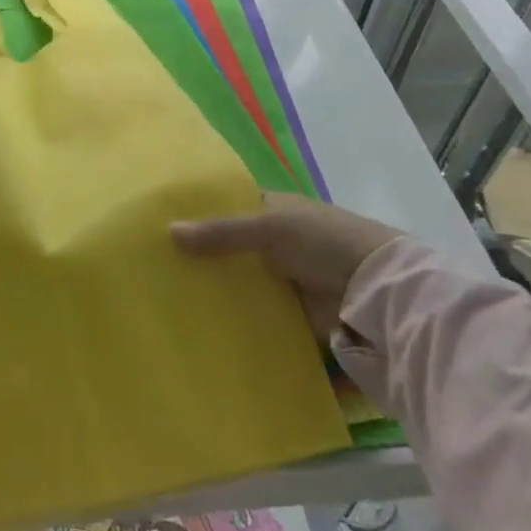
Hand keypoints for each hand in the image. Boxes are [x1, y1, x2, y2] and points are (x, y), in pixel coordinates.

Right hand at [172, 194, 404, 341]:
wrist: (377, 291)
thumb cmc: (324, 241)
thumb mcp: (272, 227)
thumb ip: (222, 231)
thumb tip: (168, 231)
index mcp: (272, 210)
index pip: (227, 207)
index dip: (198, 214)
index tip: (160, 223)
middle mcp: (274, 242)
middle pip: (229, 248)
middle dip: (200, 256)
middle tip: (154, 267)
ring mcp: (281, 278)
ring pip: (238, 282)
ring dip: (214, 289)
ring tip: (166, 298)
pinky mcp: (288, 313)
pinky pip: (253, 313)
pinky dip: (233, 317)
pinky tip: (199, 323)